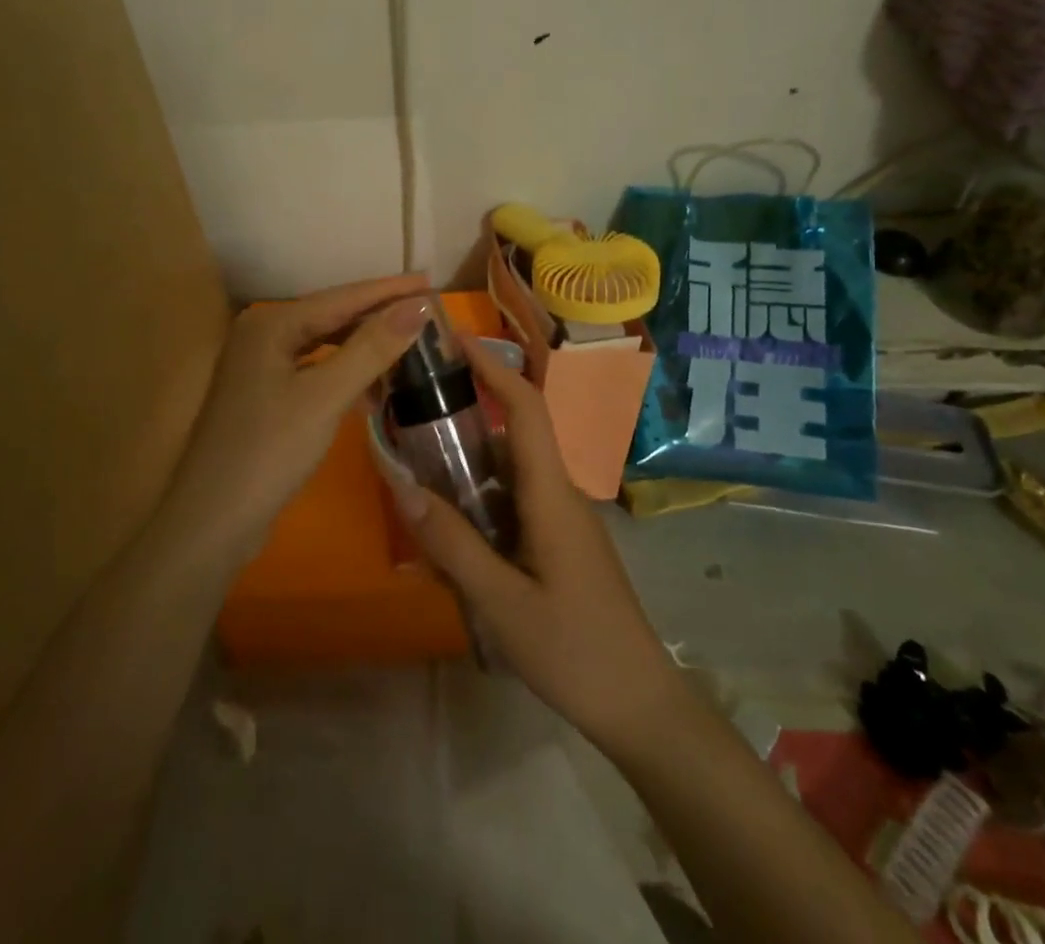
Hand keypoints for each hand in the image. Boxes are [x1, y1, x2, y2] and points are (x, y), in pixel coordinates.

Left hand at [164, 274, 432, 562]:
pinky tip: (373, 383)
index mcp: (271, 324)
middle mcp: (262, 334)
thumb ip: (372, 348)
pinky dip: (345, 371)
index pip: (342, 297)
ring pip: (324, 343)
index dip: (389, 290)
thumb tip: (419, 306)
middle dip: (378, 314)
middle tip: (426, 310)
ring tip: (408, 341)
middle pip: (332, 315)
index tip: (430, 282)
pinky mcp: (265, 394)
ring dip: (364, 344)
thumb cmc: (269, 451)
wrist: (213, 522)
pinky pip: (315, 368)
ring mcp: (260, 365)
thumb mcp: (326, 396)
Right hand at [396, 337, 685, 750]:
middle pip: (514, 433)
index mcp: (552, 493)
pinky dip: (480, 500)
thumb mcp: (503, 603)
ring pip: (510, 471)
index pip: (528, 407)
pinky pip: (514, 503)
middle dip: (467, 411)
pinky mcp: (558, 543)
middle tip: (413, 408)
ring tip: (417, 465)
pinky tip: (449, 528)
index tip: (454, 339)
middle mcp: (559, 493)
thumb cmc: (576, 650)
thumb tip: (403, 486)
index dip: (493, 367)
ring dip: (469, 461)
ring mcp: (562, 519)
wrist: (640, 706)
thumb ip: (453, 544)